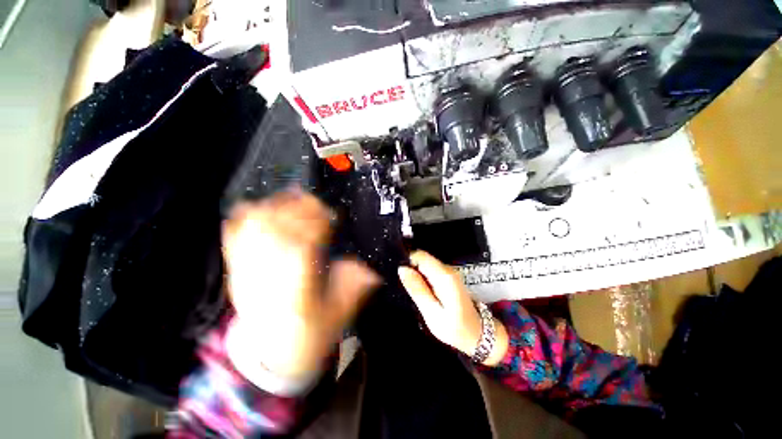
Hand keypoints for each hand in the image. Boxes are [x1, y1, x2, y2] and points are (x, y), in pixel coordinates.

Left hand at [223, 190, 379, 380]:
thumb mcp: (340, 312)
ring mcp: (249, 273)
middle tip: (317, 203)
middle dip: (300, 210)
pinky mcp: (237, 271)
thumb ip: (355, 286)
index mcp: (297, 288)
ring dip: (276, 207)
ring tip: (294, 197)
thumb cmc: (310, 332)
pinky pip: (235, 238)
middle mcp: (269, 277)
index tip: (331, 214)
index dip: (317, 223)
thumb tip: (371, 267)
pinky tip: (261, 207)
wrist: (272, 351)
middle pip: (279, 232)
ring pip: (255, 230)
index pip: (303, 245)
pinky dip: (247, 218)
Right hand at [398, 251, 507, 365]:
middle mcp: (447, 269)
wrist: (478, 333)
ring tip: (412, 291)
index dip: (406, 261)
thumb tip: (402, 269)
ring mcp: (448, 271)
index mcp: (443, 276)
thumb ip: (417, 289)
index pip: (419, 255)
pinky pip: (429, 270)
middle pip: (421, 258)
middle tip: (405, 287)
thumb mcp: (432, 313)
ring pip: (424, 263)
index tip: (399, 275)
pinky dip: (422, 277)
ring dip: (415, 274)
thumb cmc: (455, 328)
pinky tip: (421, 291)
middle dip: (410, 268)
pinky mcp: (447, 276)